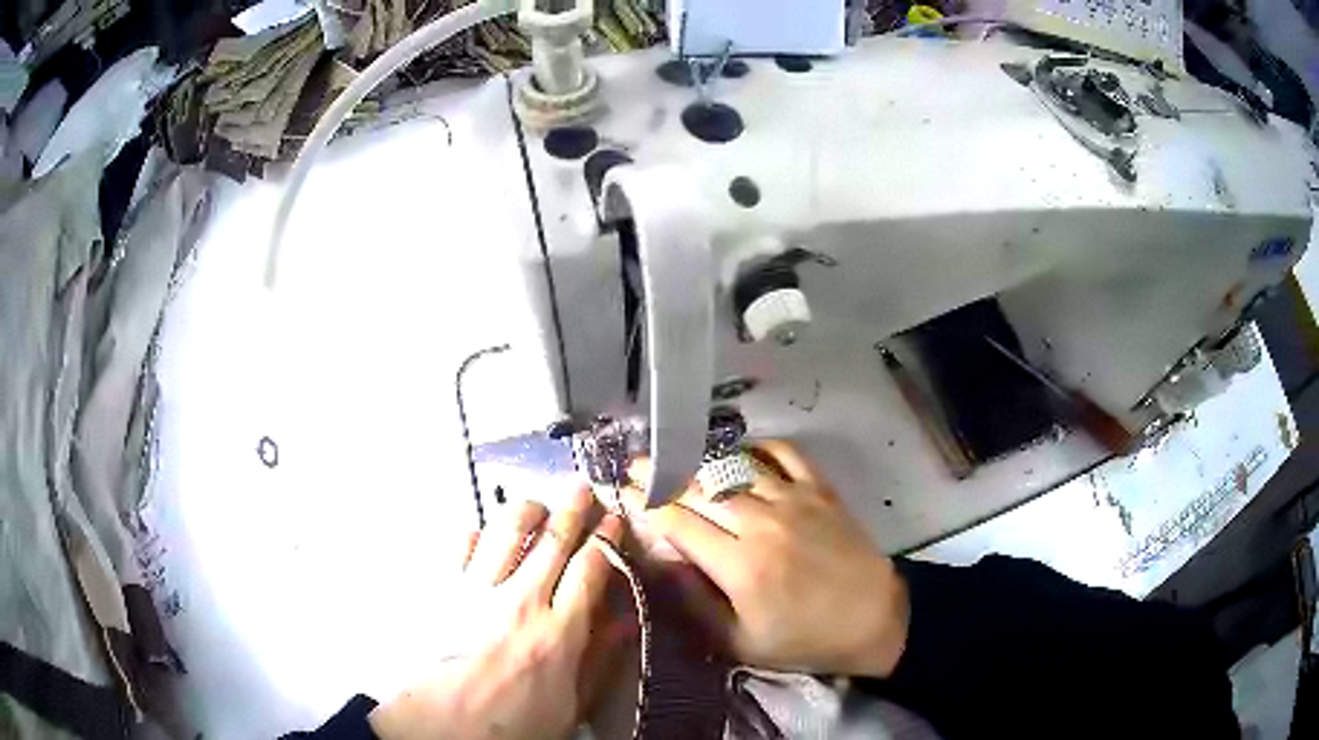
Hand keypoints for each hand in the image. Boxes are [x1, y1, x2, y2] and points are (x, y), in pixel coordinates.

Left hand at [370, 487, 622, 739]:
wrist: (443, 727)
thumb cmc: (513, 723)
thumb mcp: (571, 705)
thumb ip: (600, 661)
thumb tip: (627, 621)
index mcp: (559, 630)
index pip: (590, 568)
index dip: (606, 538)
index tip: (614, 519)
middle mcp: (521, 600)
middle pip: (552, 539)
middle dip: (571, 508)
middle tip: (581, 488)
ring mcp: (478, 590)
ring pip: (506, 530)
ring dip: (526, 510)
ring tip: (537, 503)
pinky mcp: (444, 590)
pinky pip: (462, 546)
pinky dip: (476, 533)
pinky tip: (483, 532)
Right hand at [626, 441, 908, 677]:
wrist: (874, 620)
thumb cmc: (804, 639)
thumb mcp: (740, 641)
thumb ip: (695, 603)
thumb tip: (661, 563)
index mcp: (739, 565)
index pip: (677, 521)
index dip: (643, 501)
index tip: (618, 487)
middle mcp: (761, 523)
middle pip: (698, 488)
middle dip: (659, 474)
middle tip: (634, 465)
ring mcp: (794, 500)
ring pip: (734, 467)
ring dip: (699, 460)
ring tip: (674, 455)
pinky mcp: (820, 490)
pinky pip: (783, 453)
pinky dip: (757, 447)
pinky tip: (740, 454)